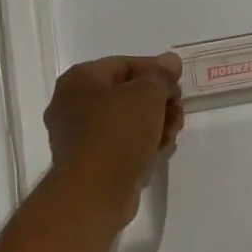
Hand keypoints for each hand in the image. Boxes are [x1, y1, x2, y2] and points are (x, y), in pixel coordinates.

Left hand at [44, 53, 184, 222]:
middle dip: (159, 102)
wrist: (95, 191)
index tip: (179, 85)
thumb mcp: (147, 95)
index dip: (156, 71)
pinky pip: (121, 143)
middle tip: (178, 112)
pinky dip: (142, 144)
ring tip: (172, 135)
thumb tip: (170, 60)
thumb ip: (161, 75)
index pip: (124, 64)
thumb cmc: (118, 133)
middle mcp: (73, 104)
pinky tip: (160, 151)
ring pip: (127, 120)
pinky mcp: (91, 161)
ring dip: (155, 124)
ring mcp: (79, 135)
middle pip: (127, 94)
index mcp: (80, 80)